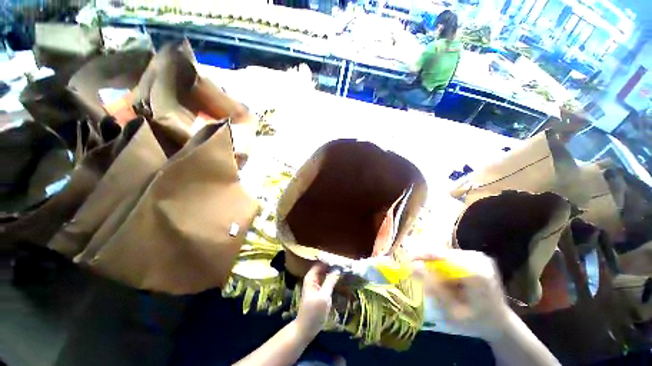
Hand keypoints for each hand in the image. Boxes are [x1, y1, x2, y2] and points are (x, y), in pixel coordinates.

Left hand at [296, 263, 340, 339]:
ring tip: (344, 269)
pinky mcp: (319, 291)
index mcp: (311, 277)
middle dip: (333, 265)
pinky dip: (332, 278)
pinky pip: (326, 280)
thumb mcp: (324, 296)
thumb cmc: (313, 312)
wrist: (306, 329)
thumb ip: (330, 281)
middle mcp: (312, 278)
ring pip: (325, 273)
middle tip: (345, 264)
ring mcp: (315, 284)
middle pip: (323, 267)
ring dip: (333, 271)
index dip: (330, 260)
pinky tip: (340, 278)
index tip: (341, 259)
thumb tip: (338, 268)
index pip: (321, 262)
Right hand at [412, 249, 512, 341]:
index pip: (440, 255)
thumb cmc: (476, 322)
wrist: (500, 323)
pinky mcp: (477, 257)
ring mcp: (479, 256)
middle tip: (421, 279)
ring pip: (444, 255)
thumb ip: (433, 288)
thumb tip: (412, 266)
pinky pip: (451, 258)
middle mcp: (478, 259)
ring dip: (436, 268)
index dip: (420, 256)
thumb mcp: (452, 311)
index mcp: (476, 273)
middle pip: (441, 254)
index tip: (405, 261)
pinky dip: (444, 268)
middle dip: (428, 265)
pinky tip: (449, 282)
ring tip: (440, 286)